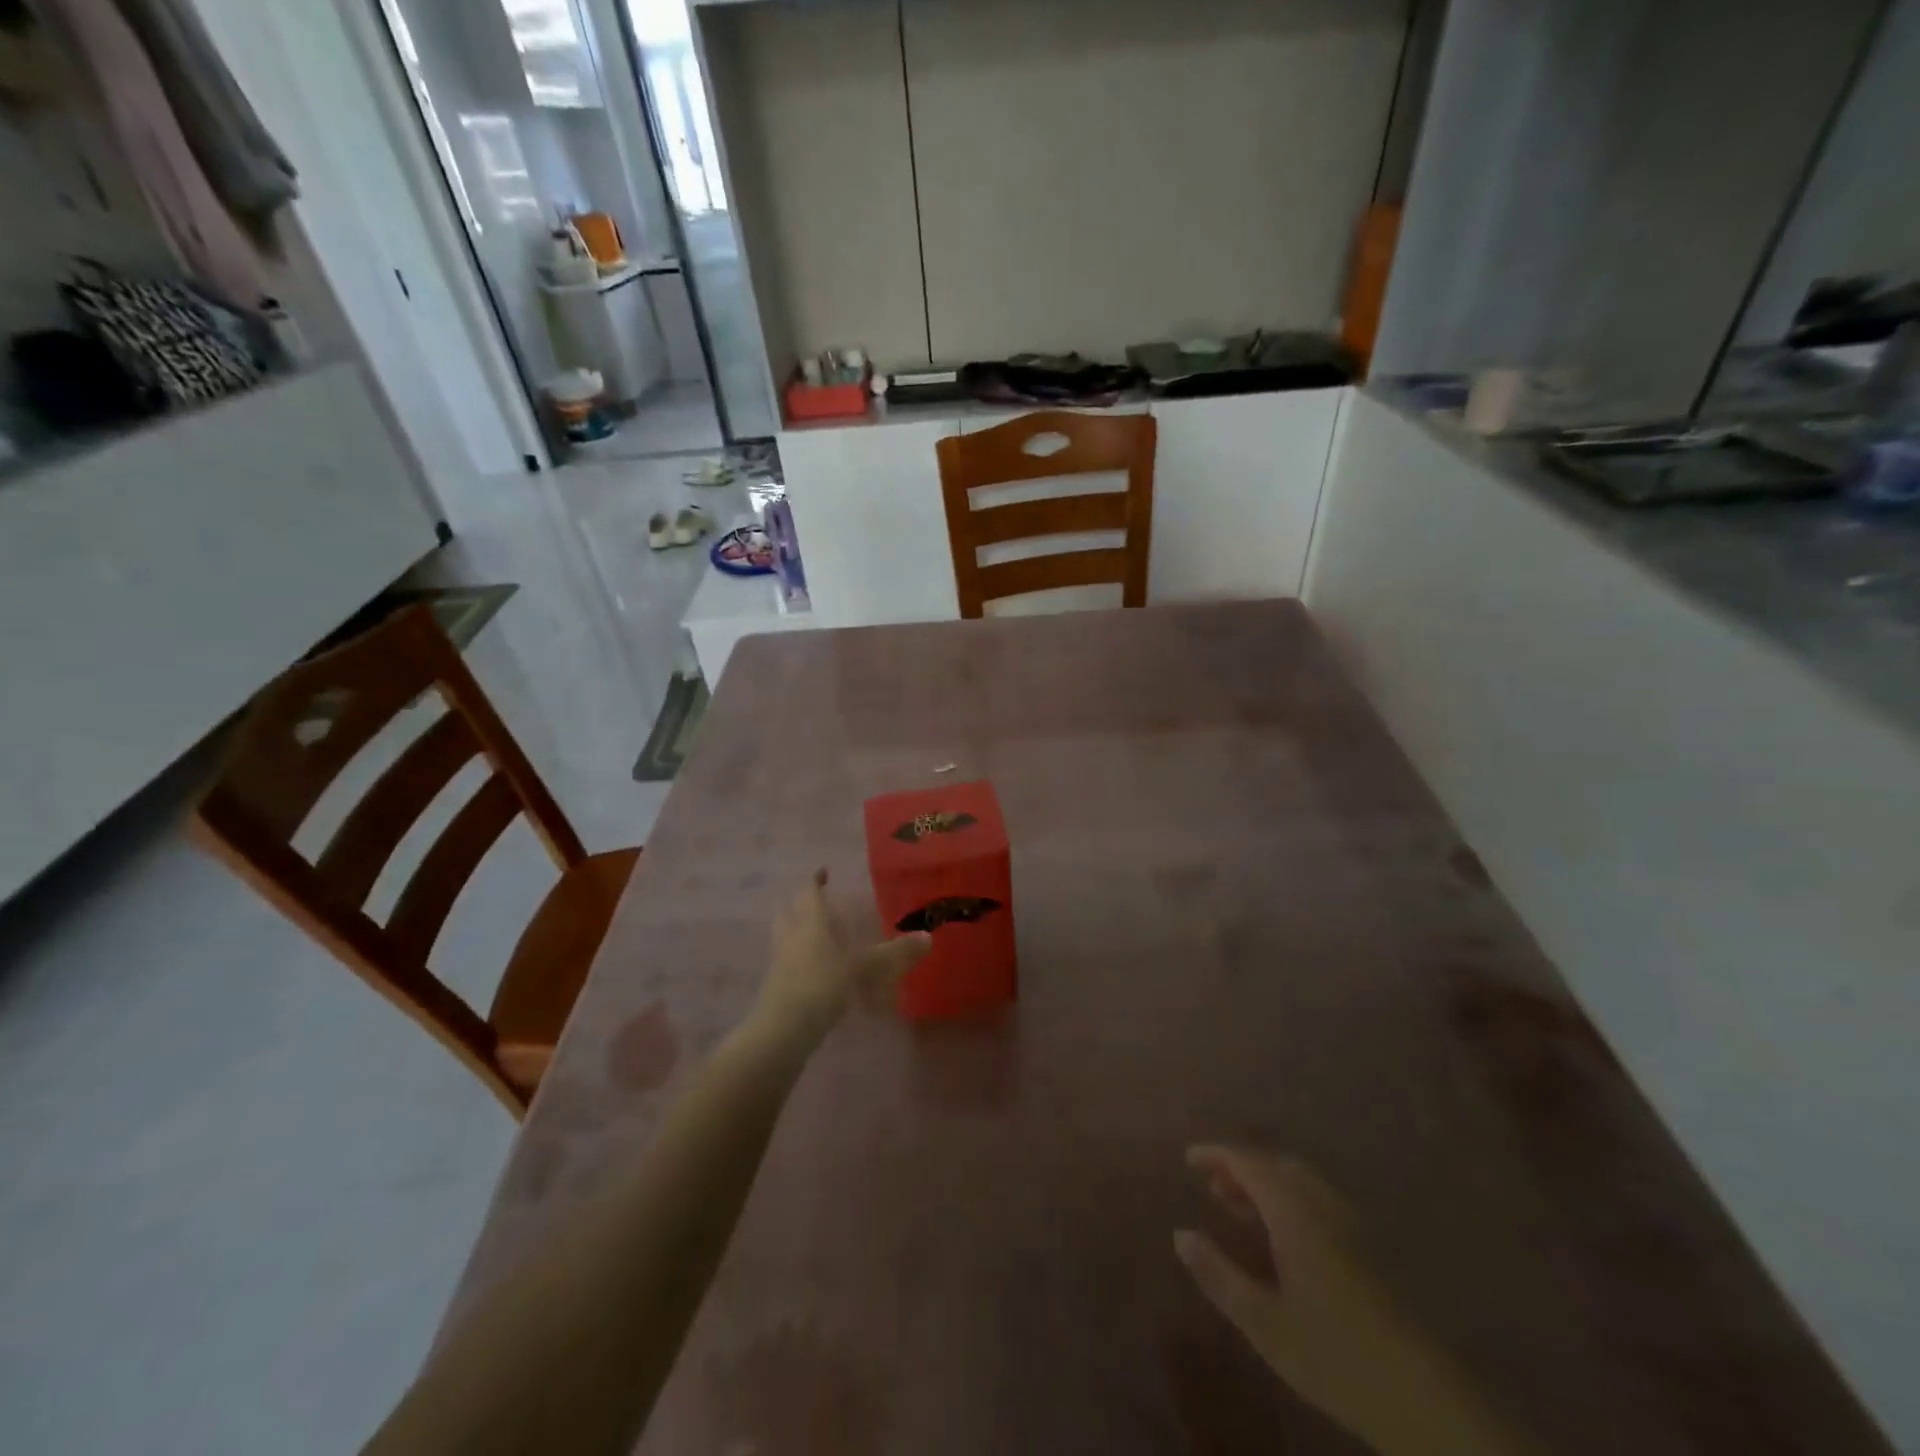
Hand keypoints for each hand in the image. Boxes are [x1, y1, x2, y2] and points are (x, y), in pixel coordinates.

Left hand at [751, 870, 930, 1045]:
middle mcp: (791, 935)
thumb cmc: (822, 985)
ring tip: (814, 932)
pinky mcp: (775, 984)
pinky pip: (784, 959)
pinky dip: (796, 955)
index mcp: (811, 923)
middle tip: (816, 900)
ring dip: (794, 928)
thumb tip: (928, 937)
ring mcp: (779, 960)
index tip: (823, 871)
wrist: (783, 1028)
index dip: (816, 880)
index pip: (809, 892)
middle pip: (790, 910)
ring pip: (783, 934)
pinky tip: (813, 968)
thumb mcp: (864, 968)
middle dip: (801, 903)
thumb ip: (895, 954)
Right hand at [1175, 1148, 1528, 1455]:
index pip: (1248, 1162)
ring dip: (1267, 1185)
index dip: (1216, 1154)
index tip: (1188, 1159)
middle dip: (1241, 1168)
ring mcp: (1352, 1224)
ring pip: (1301, 1183)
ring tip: (1241, 1212)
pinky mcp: (1372, 1248)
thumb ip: (1218, 1274)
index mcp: (1294, 1211)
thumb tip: (1180, 1234)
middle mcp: (1323, 1204)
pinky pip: (1320, 1202)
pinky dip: (1291, 1201)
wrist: (1425, 1399)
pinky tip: (1285, 1240)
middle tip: (1213, 1188)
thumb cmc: (1335, 1356)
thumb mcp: (1263, 1322)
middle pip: (1277, 1165)